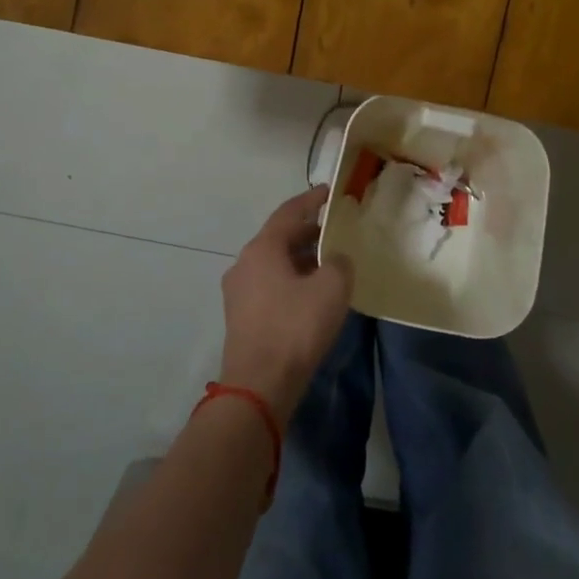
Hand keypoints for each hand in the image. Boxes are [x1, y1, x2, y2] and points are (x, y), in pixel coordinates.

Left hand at [218, 186, 352, 419]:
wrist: (259, 386)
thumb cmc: (295, 328)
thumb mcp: (331, 288)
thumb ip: (339, 263)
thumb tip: (335, 259)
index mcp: (263, 248)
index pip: (289, 212)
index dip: (311, 200)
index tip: (329, 192)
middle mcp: (244, 263)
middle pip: (280, 237)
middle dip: (309, 233)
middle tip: (336, 232)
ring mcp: (238, 291)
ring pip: (274, 263)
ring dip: (300, 259)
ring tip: (329, 264)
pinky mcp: (241, 316)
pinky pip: (269, 285)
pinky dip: (291, 280)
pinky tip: (311, 295)